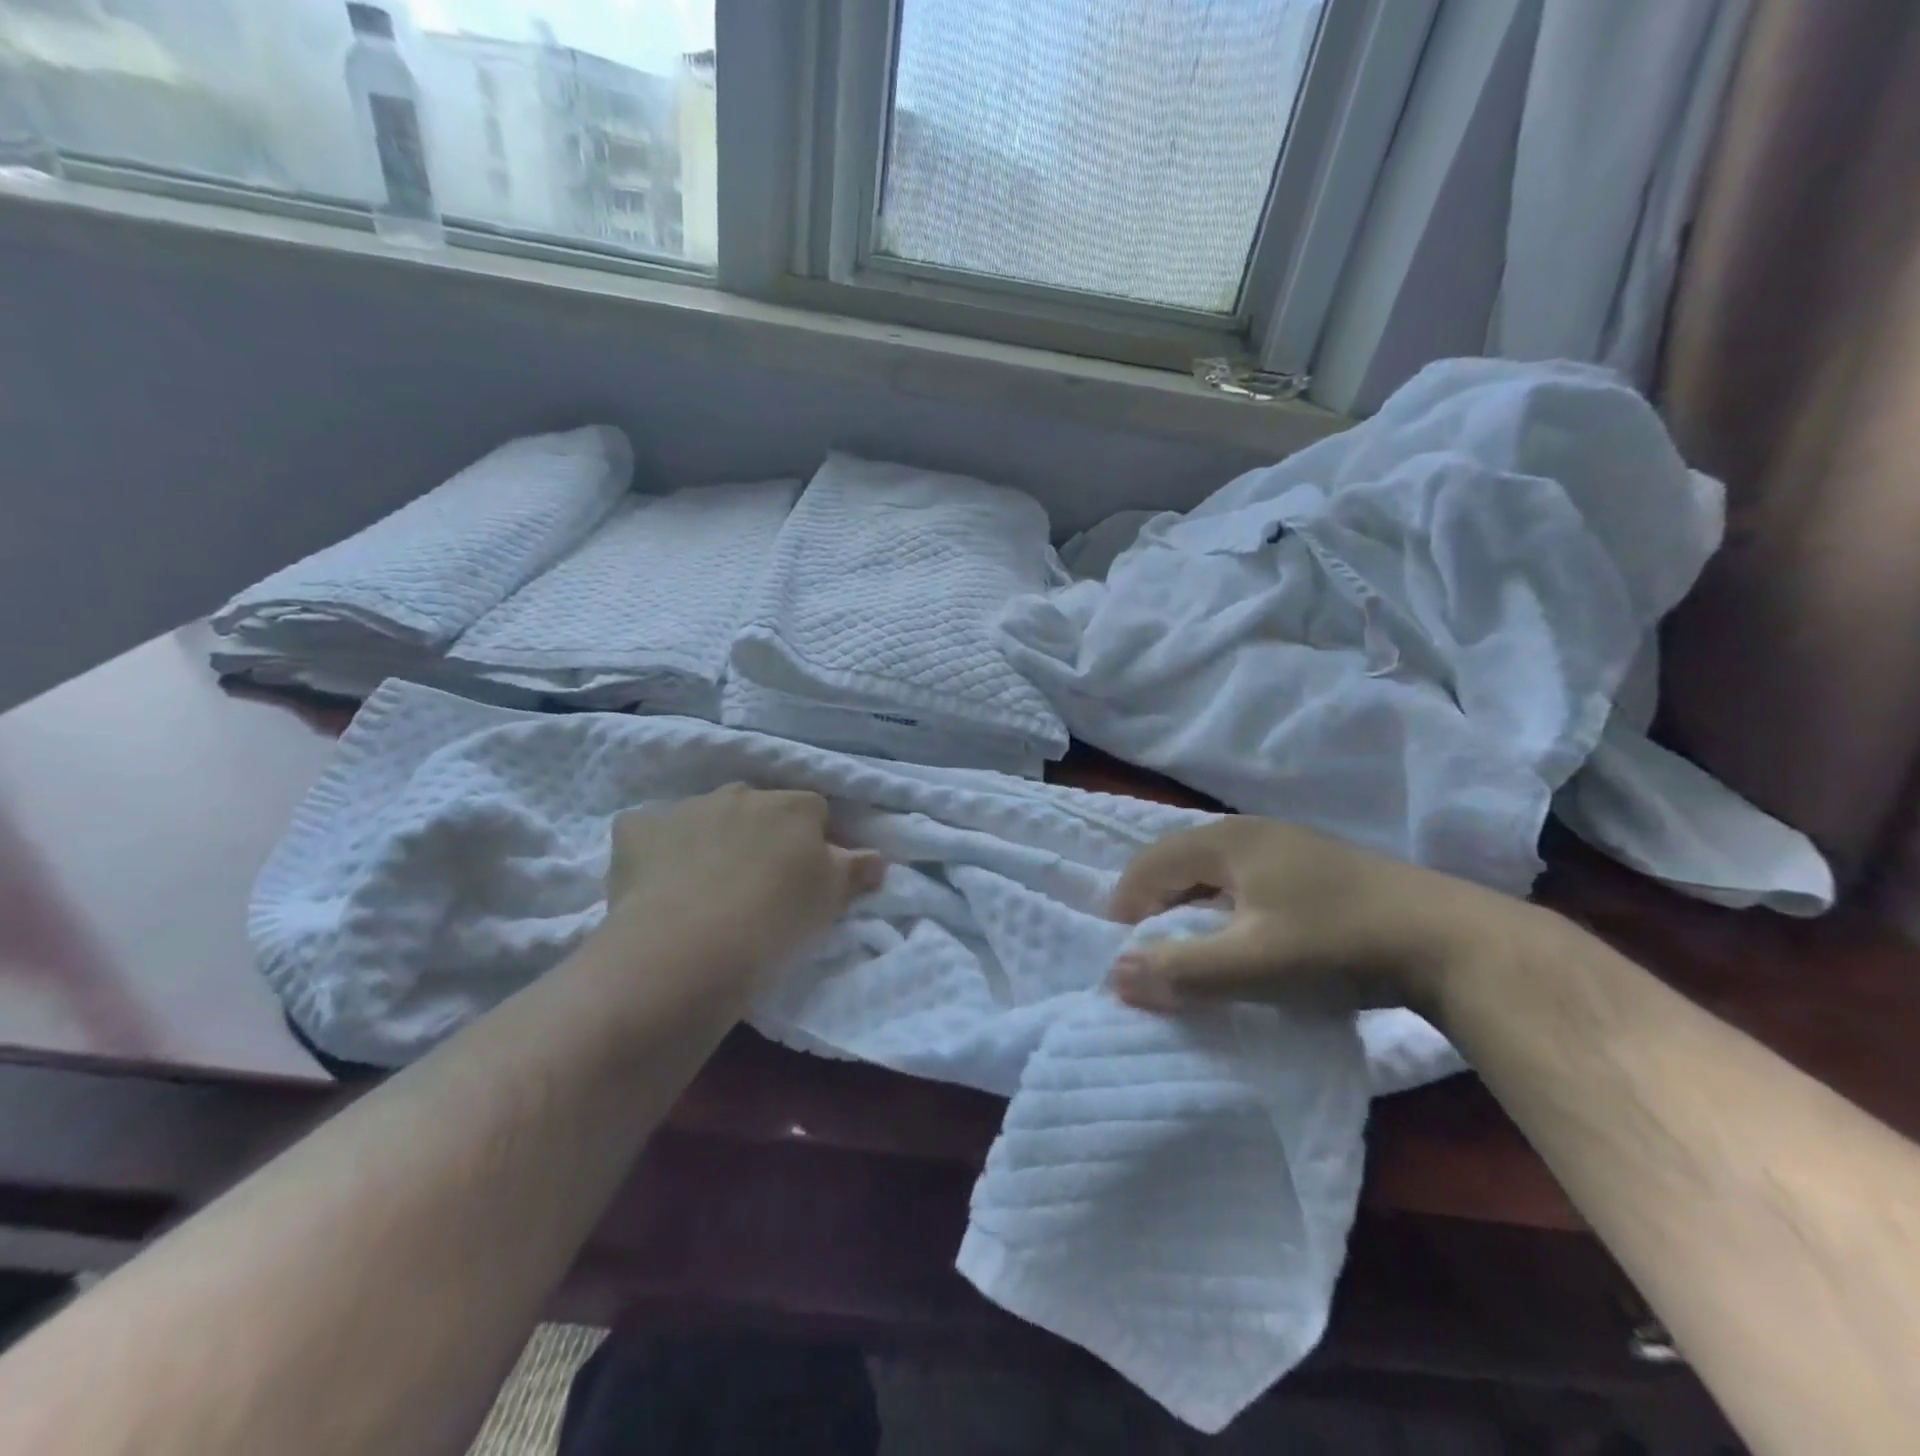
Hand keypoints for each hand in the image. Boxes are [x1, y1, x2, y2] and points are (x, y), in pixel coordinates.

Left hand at [601, 785, 884, 981]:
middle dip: (760, 834)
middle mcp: (741, 793)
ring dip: (710, 838)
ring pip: (705, 816)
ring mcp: (685, 807)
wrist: (687, 949)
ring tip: (704, 889)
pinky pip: (651, 830)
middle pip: (758, 807)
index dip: (811, 841)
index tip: (803, 877)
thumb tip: (877, 858)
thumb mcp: (830, 901)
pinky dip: (657, 850)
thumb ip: (855, 870)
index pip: (813, 811)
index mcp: (793, 807)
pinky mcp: (636, 828)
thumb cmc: (775, 923)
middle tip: (755, 883)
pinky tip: (657, 885)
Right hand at [1106, 818, 1528, 1016]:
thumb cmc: (1338, 946)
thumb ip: (1179, 970)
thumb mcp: (1251, 964)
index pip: (1150, 863)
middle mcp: (1253, 832)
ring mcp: (1290, 846)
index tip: (1125, 955)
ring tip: (1195, 952)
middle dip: (1157, 907)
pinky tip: (1248, 941)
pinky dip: (1228, 910)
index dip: (1127, 906)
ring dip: (1193, 909)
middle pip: (1180, 863)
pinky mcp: (1318, 869)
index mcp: (1228, 840)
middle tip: (1153, 954)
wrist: (1457, 945)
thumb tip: (1114, 975)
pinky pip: (1248, 883)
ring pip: (1216, 874)